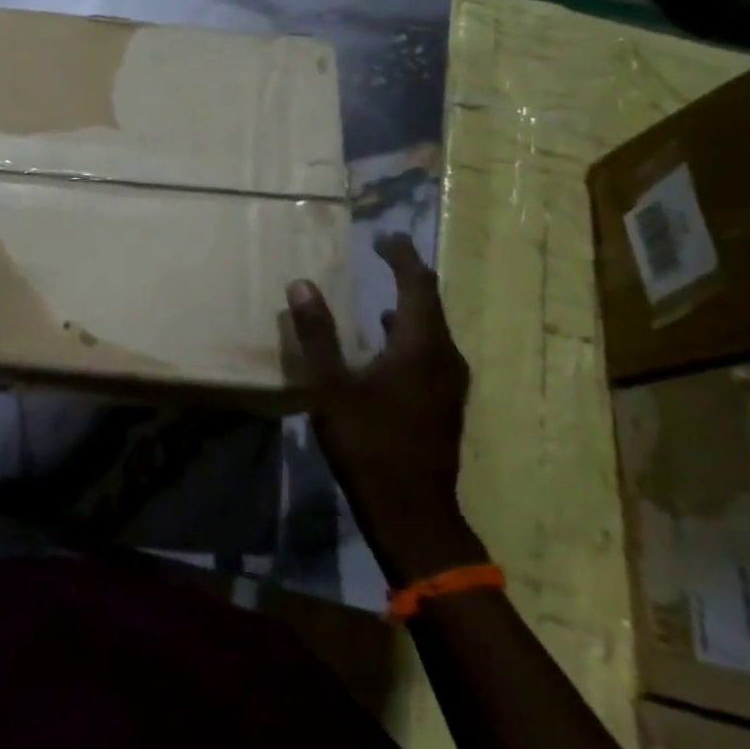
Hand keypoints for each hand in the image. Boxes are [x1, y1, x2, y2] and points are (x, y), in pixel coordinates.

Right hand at [287, 235, 484, 583]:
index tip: (384, 236)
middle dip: (407, 275)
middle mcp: (444, 357)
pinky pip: (429, 351)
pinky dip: (408, 334)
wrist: (413, 512)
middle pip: (429, 303)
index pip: (417, 284)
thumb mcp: (331, 387)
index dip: (401, 256)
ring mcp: (449, 382)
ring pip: (431, 329)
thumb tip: (301, 284)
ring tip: (380, 294)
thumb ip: (317, 334)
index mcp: (420, 346)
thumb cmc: (369, 444)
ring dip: (408, 306)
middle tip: (383, 254)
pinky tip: (384, 345)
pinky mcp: (444, 402)